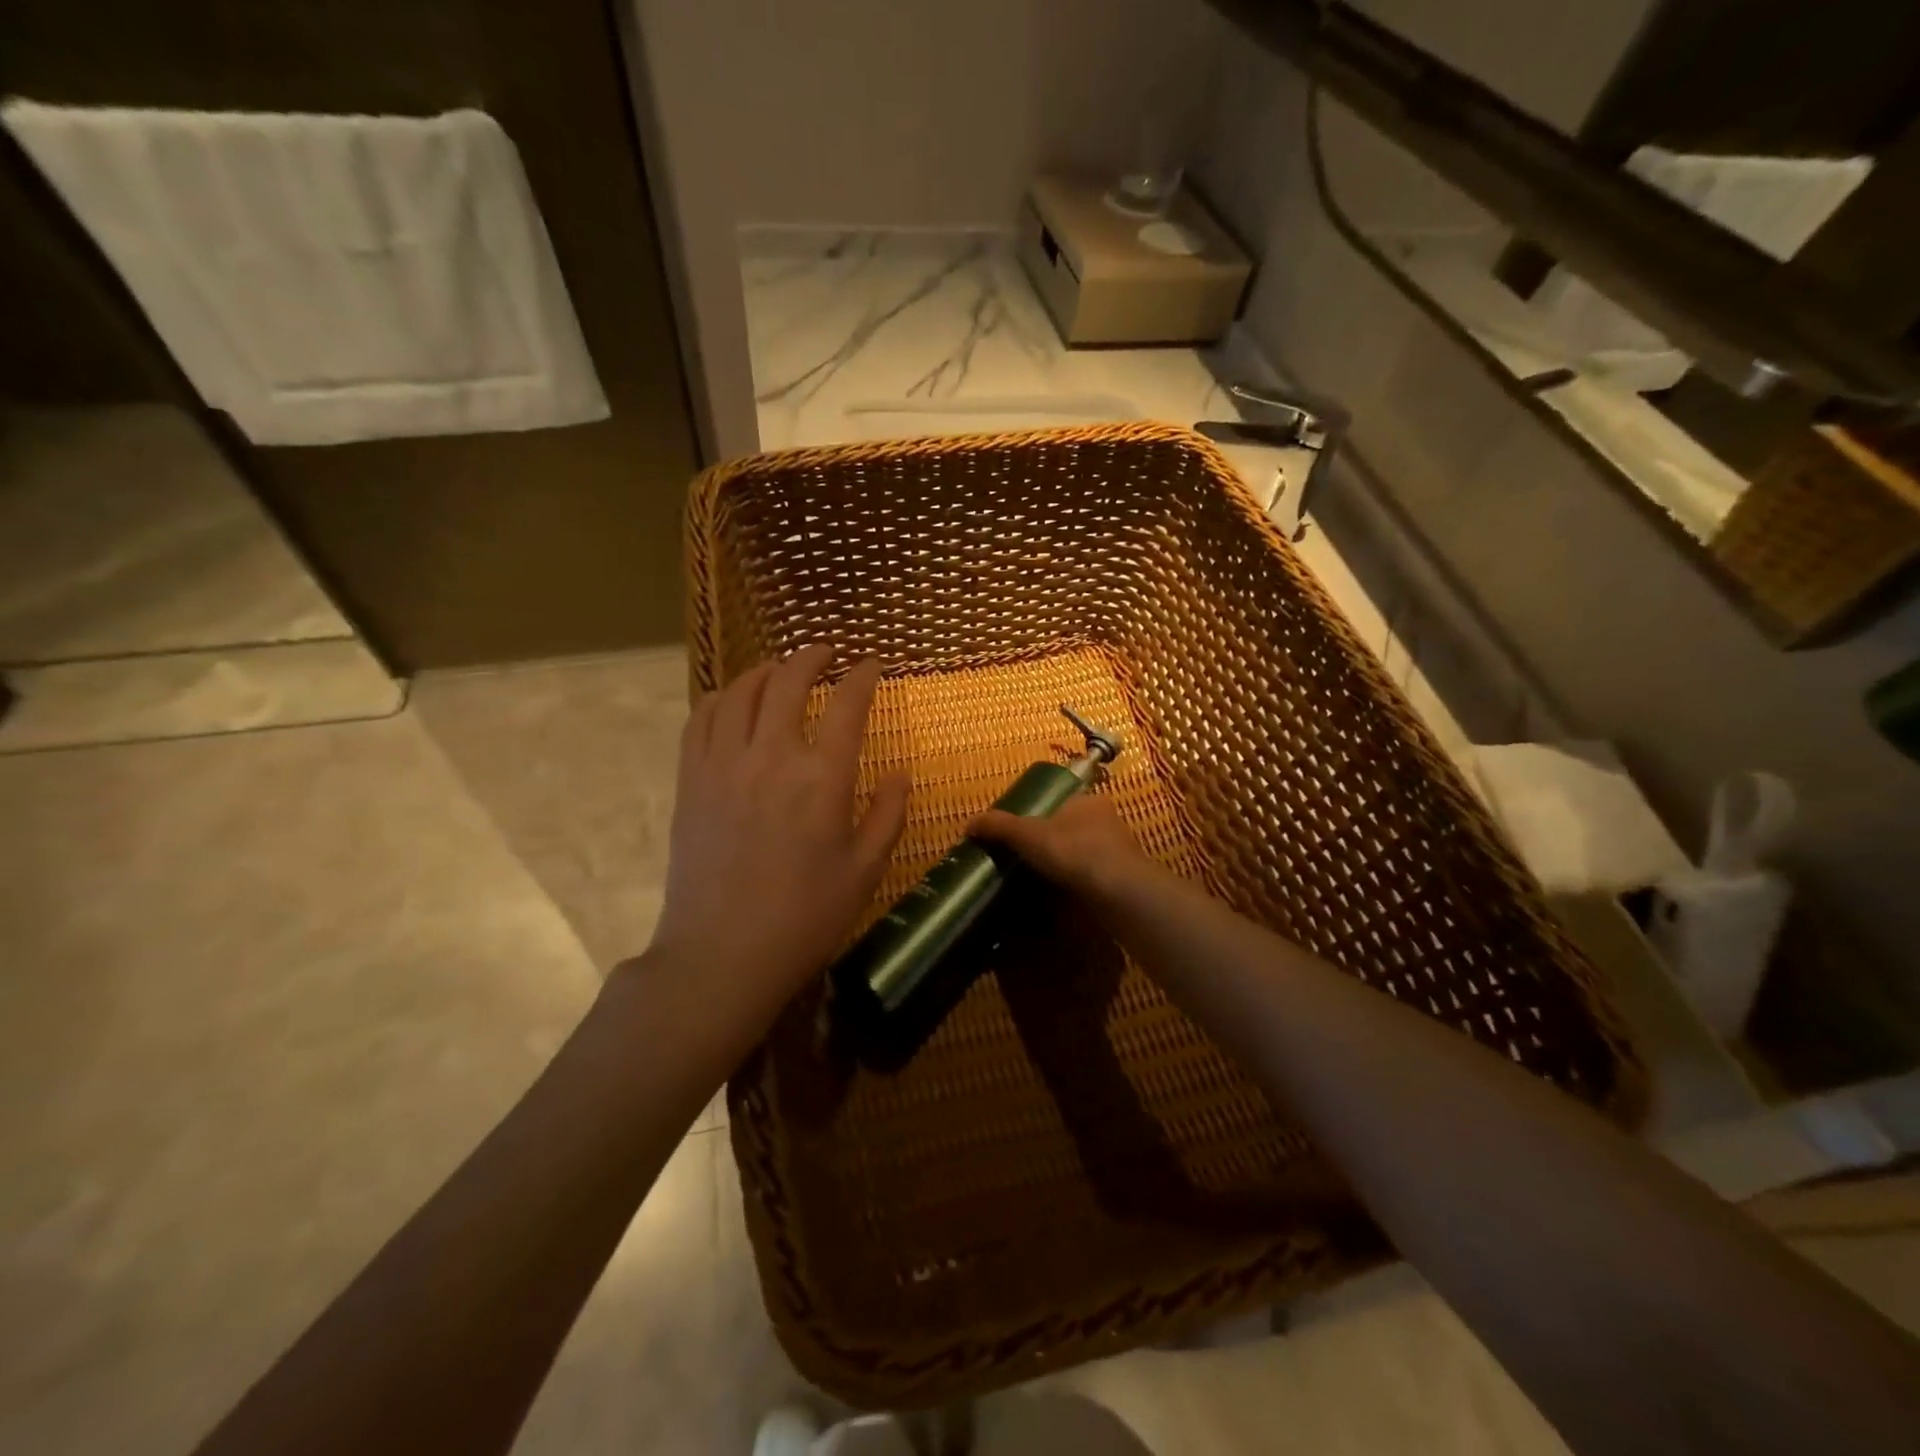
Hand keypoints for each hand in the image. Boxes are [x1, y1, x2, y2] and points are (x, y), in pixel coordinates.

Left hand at [643, 645, 909, 1027]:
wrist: (723, 954)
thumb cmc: (805, 917)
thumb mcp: (865, 871)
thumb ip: (888, 815)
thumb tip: (900, 772)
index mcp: (823, 778)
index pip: (848, 704)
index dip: (863, 676)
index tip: (872, 665)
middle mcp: (772, 756)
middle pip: (789, 682)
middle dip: (810, 657)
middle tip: (825, 652)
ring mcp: (724, 764)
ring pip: (741, 692)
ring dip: (765, 671)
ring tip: (780, 670)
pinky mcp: (691, 781)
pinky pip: (702, 719)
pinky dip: (722, 698)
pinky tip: (733, 701)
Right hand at [969, 794, 1152, 901]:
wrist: (1120, 893)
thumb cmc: (1075, 851)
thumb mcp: (1028, 834)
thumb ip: (999, 827)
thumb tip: (968, 824)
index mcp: (1088, 802)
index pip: (1059, 802)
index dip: (1037, 816)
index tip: (1019, 835)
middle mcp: (1107, 822)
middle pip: (1069, 830)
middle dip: (1049, 845)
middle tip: (1022, 861)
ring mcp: (1117, 853)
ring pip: (1081, 856)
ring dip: (1062, 868)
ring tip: (1035, 883)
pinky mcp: (1121, 881)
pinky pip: (1090, 880)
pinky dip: (1073, 888)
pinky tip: (1057, 901)